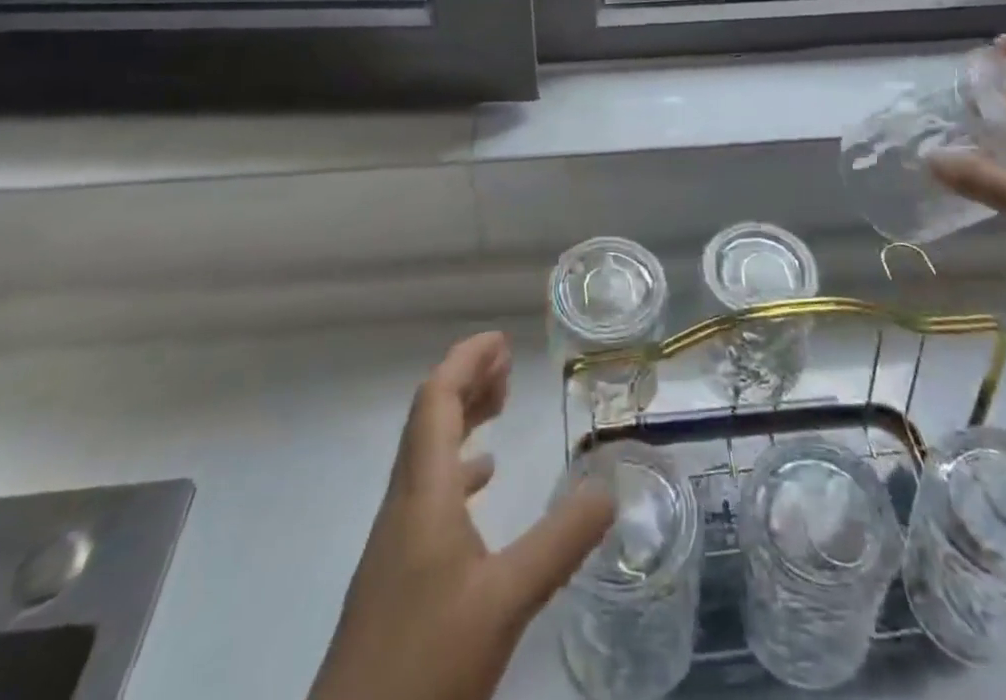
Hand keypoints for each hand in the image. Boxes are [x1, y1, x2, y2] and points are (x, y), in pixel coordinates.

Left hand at [309, 332, 615, 699]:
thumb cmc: (425, 664)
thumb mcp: (506, 601)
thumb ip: (559, 542)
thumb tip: (609, 488)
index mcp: (423, 493)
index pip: (436, 400)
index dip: (465, 361)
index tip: (501, 340)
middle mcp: (404, 504)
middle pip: (429, 419)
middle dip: (467, 382)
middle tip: (508, 365)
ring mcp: (396, 540)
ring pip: (428, 454)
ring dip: (462, 420)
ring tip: (501, 406)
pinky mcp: (397, 574)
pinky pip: (429, 492)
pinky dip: (458, 469)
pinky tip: (481, 486)